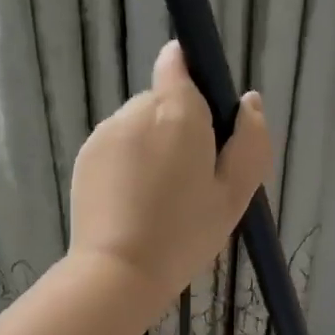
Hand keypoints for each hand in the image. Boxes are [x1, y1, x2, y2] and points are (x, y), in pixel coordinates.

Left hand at [69, 41, 269, 308]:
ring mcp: (105, 133)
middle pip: (163, 102)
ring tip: (160, 200)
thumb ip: (250, 142)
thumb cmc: (184, 235)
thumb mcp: (235, 195)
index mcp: (178, 111)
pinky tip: (134, 205)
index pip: (178, 62)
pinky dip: (127, 166)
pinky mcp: (85, 157)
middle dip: (178, 129)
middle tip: (191, 182)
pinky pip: (116, 148)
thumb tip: (249, 102)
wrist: (119, 272)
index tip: (206, 121)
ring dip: (151, 149)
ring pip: (138, 127)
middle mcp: (136, 109)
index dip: (194, 80)